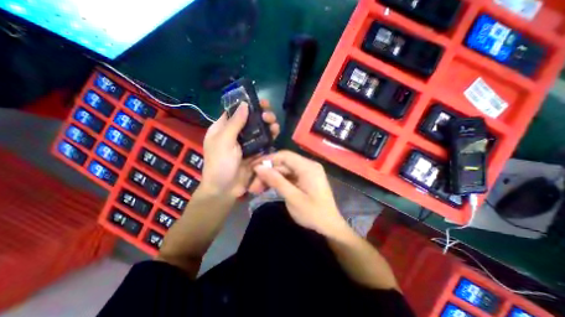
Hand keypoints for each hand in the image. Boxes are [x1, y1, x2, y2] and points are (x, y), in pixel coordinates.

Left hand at [201, 100, 279, 197]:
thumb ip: (235, 123)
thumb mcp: (224, 142)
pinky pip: (265, 142)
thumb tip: (244, 104)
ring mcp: (247, 144)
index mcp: (223, 129)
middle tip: (269, 116)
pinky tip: (276, 133)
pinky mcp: (256, 153)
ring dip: (268, 125)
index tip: (260, 101)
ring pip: (260, 130)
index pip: (236, 111)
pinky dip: (271, 137)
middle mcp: (236, 134)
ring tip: (274, 125)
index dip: (247, 105)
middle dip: (261, 115)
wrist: (225, 189)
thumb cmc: (219, 164)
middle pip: (251, 120)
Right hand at [253, 150, 343, 235]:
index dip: (267, 160)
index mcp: (308, 167)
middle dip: (267, 173)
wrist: (330, 227)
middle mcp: (308, 165)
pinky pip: (288, 176)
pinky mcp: (304, 179)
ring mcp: (307, 172)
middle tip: (252, 186)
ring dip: (271, 178)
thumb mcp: (293, 198)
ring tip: (256, 189)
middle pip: (283, 163)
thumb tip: (258, 168)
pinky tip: (267, 188)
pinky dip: (278, 182)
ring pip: (284, 170)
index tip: (253, 169)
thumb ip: (276, 181)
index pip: (284, 156)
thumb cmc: (313, 214)